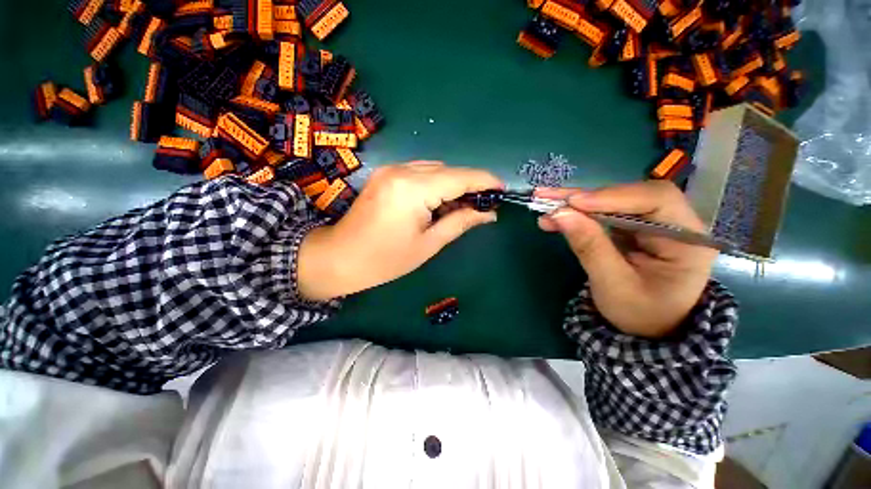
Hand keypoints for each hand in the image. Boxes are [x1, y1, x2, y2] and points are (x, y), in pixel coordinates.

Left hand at [298, 162, 502, 300]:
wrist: (339, 258)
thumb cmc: (385, 260)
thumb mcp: (428, 244)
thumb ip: (460, 222)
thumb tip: (488, 213)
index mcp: (413, 190)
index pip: (460, 177)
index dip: (485, 181)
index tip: (503, 190)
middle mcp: (402, 171)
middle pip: (448, 170)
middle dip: (469, 185)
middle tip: (482, 206)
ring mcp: (391, 169)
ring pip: (435, 169)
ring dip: (452, 185)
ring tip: (460, 208)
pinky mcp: (386, 174)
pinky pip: (420, 173)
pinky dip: (436, 184)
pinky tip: (438, 203)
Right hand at [537, 181, 717, 337]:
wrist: (647, 329)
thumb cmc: (639, 313)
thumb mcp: (613, 285)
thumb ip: (590, 247)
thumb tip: (560, 214)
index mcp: (687, 240)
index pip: (656, 200)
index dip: (613, 196)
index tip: (573, 203)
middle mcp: (674, 223)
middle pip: (630, 195)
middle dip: (586, 197)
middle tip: (547, 197)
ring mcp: (651, 223)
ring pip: (612, 201)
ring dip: (575, 202)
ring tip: (544, 203)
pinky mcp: (631, 228)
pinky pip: (602, 213)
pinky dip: (576, 213)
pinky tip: (554, 216)